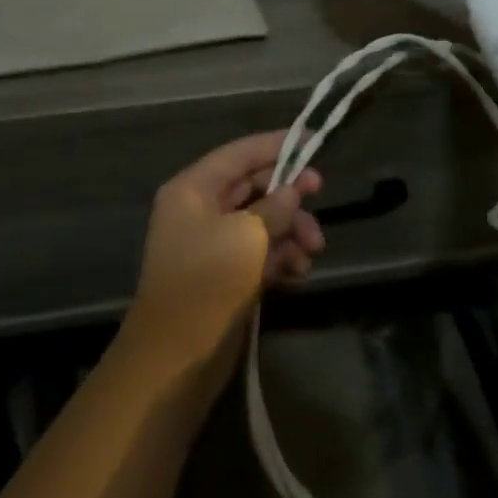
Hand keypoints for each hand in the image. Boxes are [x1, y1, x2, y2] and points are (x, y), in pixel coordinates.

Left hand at [122, 132, 324, 374]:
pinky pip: (259, 252)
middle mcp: (200, 210)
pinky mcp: (225, 274)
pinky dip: (281, 257)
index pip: (240, 153)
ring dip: (290, 231)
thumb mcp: (248, 235)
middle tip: (321, 198)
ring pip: (261, 221)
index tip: (315, 141)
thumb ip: (275, 206)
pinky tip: (299, 274)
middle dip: (289, 195)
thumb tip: (292, 190)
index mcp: (194, 189)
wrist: (177, 356)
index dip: (278, 145)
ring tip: (312, 253)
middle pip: (253, 186)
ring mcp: (212, 243)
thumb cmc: (209, 282)